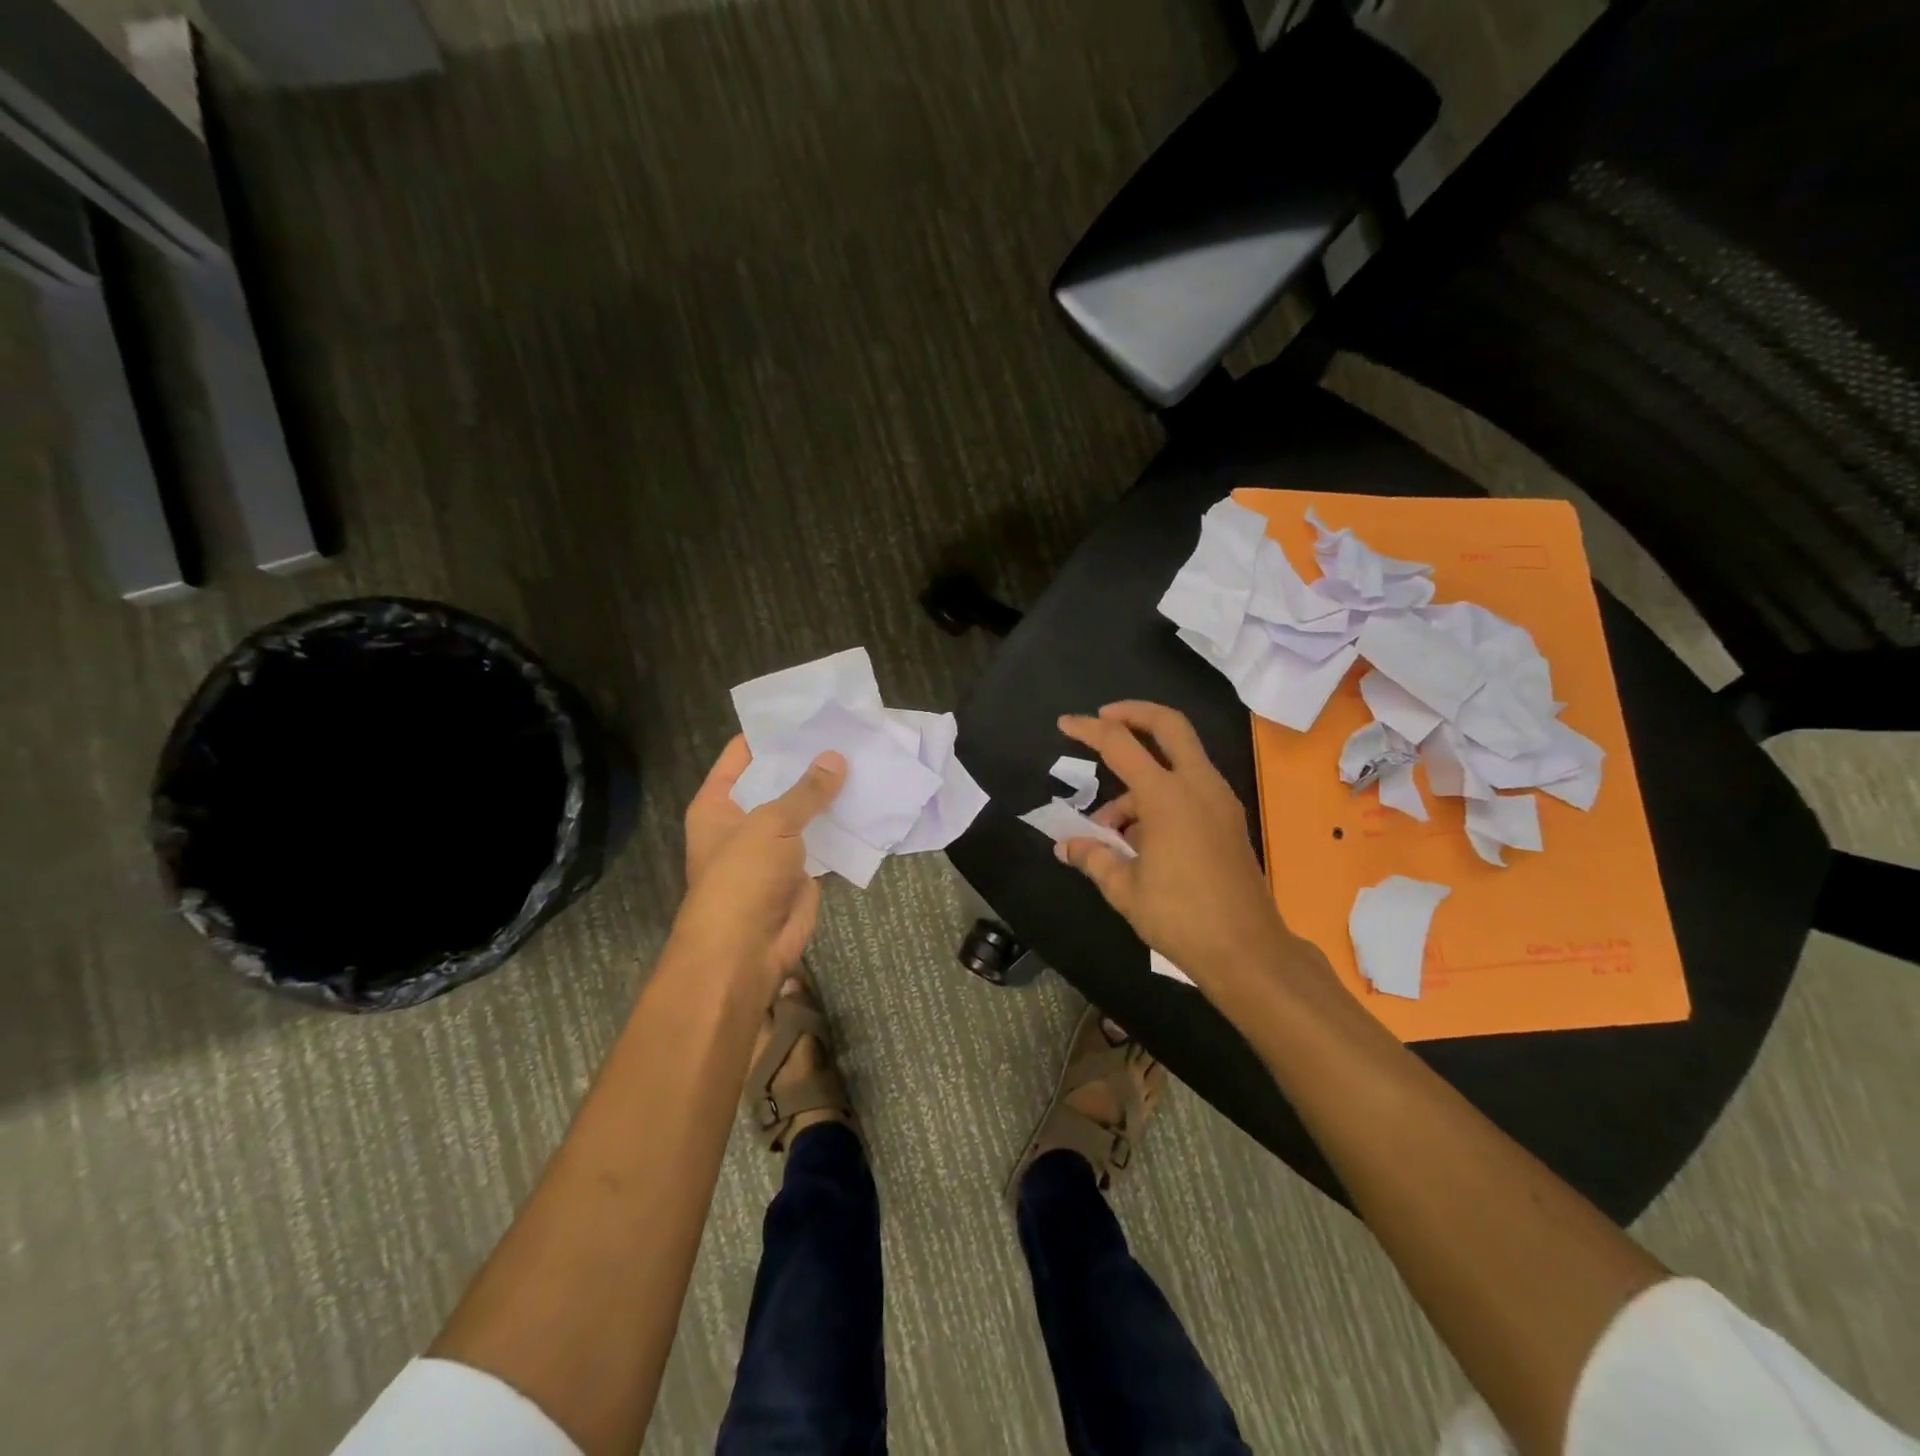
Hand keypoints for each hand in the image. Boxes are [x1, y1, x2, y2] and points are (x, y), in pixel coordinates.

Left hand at [674, 736, 845, 991]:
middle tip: (847, 731)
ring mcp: (773, 846)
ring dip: (829, 792)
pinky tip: (869, 799)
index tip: (810, 712)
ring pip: (804, 810)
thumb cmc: (742, 877)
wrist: (745, 950)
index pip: (743, 754)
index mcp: (718, 803)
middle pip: (777, 780)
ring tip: (864, 757)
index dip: (773, 732)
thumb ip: (806, 791)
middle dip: (808, 761)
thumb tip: (836, 758)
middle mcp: (743, 820)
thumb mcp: (771, 824)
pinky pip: (823, 838)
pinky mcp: (800, 869)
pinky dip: (842, 823)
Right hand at [1058, 702, 1323, 991]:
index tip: (1064, 723)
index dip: (1088, 730)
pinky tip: (1140, 836)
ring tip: (1109, 826)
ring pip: (1179, 760)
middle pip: (1169, 725)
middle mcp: (1198, 786)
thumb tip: (1066, 846)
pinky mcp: (1229, 820)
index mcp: (1167, 797)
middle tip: (1103, 720)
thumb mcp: (1125, 889)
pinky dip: (1162, 793)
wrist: (1247, 952)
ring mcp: (1220, 801)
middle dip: (1133, 713)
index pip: (1120, 744)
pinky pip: (1190, 787)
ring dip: (1141, 774)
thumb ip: (1094, 858)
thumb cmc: (1180, 918)